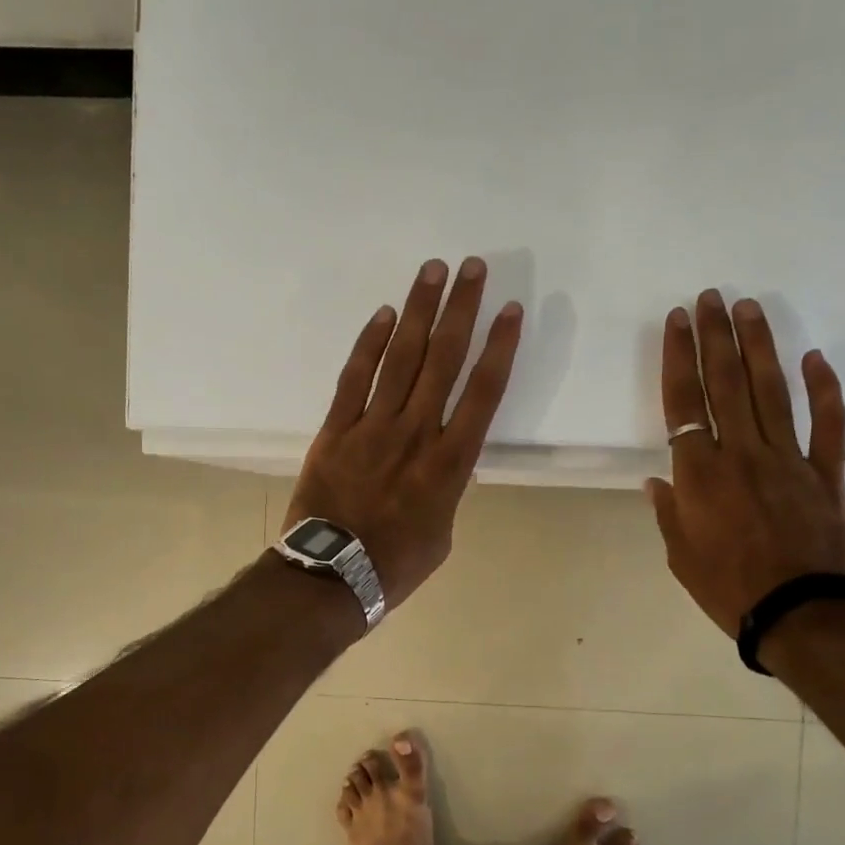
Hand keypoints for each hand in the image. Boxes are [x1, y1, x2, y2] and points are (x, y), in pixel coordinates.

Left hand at [284, 257, 523, 608]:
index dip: (500, 347)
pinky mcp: (336, 429)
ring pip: (401, 358)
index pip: (484, 393)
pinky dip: (369, 344)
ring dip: (418, 311)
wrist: (333, 577)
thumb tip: (442, 460)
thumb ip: (447, 486)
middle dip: (461, 310)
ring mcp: (373, 427)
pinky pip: (354, 378)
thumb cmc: (397, 564)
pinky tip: (383, 314)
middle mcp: (417, 433)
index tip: (511, 310)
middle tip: (472, 267)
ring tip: (432, 271)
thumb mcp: (442, 531)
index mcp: (450, 463)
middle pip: (444, 360)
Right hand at [646, 290, 844, 637]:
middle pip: (725, 383)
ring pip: (771, 391)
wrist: (800, 613)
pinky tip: (815, 358)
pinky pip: (828, 423)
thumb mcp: (680, 556)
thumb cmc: (729, 588)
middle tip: (710, 297)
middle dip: (715, 336)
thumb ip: (669, 512)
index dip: (678, 358)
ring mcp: (788, 458)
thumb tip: (658, 479)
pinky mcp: (826, 472)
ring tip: (749, 308)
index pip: (683, 402)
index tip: (677, 321)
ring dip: (759, 346)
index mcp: (699, 474)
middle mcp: (741, 453)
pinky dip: (824, 389)